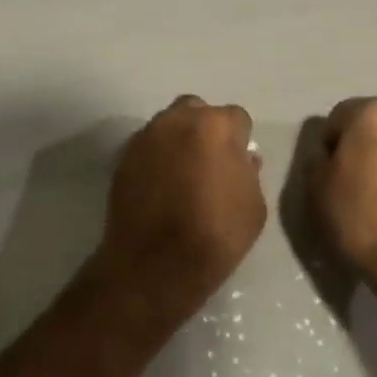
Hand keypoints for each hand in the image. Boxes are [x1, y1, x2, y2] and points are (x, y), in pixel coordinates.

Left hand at [93, 96, 267, 325]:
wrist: (154, 264)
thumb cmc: (215, 235)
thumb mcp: (254, 206)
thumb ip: (248, 172)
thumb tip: (241, 160)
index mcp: (215, 126)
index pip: (236, 118)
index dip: (240, 140)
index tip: (238, 163)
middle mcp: (176, 121)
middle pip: (196, 111)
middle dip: (205, 129)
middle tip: (210, 162)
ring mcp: (145, 138)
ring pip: (167, 126)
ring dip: (178, 141)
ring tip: (182, 175)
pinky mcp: (122, 159)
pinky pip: (147, 148)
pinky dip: (156, 158)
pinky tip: (160, 186)